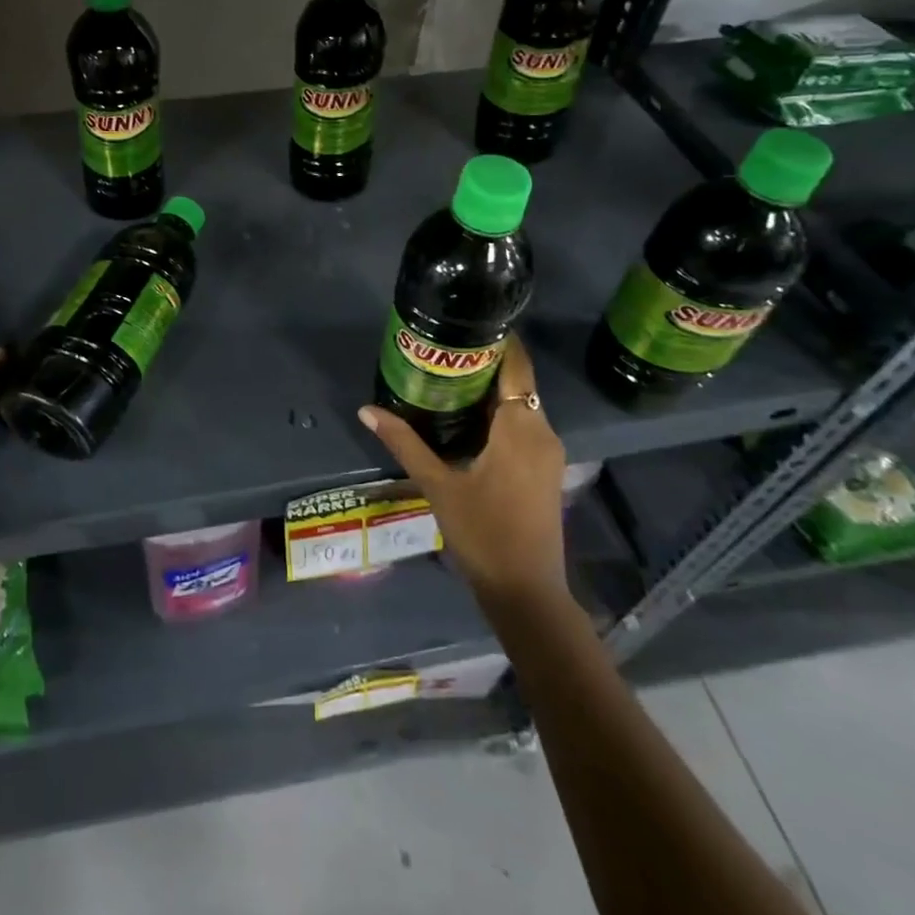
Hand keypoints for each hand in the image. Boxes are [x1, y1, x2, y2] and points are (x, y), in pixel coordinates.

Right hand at [358, 334, 568, 602]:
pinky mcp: (545, 470)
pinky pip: (524, 425)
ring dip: (491, 389)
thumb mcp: (438, 485)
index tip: (468, 321)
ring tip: (448, 376)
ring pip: (521, 405)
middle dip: (485, 363)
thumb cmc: (483, 534)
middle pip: (517, 382)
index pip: (516, 366)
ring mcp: (548, 453)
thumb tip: (366, 410)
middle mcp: (542, 431)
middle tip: (442, 349)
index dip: (499, 340)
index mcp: (521, 427)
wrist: (527, 592)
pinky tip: (468, 418)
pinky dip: (500, 413)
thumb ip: (404, 443)